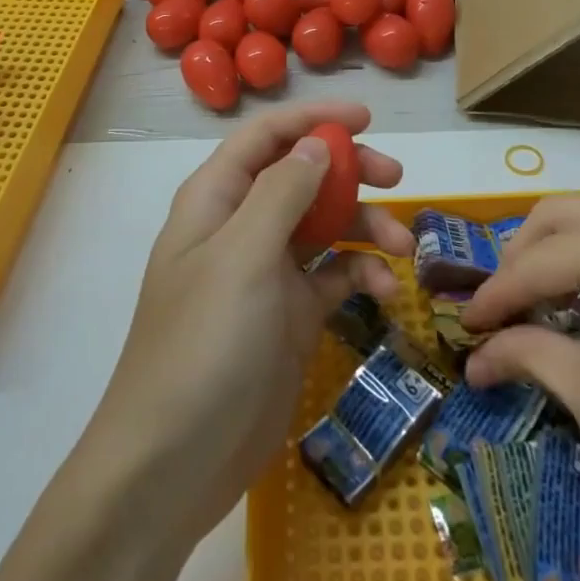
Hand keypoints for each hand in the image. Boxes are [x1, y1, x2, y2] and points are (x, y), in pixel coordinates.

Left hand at [81, 102, 413, 547]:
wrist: (176, 461)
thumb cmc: (204, 344)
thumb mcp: (243, 257)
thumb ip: (282, 192)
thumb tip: (316, 143)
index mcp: (216, 200)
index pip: (265, 137)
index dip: (312, 120)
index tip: (366, 119)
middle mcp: (241, 227)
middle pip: (301, 176)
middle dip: (348, 171)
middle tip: (395, 177)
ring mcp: (266, 273)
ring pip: (324, 226)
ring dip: (364, 228)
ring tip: (403, 248)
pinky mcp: (290, 316)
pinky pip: (334, 277)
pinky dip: (361, 276)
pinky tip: (386, 294)